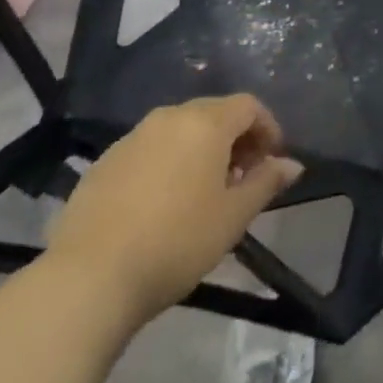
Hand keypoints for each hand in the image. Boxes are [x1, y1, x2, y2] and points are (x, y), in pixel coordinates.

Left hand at [44, 94, 302, 324]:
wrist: (89, 276)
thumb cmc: (176, 243)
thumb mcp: (232, 217)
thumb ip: (265, 183)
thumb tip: (292, 164)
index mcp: (206, 122)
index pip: (248, 106)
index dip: (267, 128)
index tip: (272, 161)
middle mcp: (171, 116)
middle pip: (214, 113)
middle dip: (235, 139)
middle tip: (242, 179)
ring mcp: (134, 136)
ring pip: (180, 130)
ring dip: (201, 150)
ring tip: (203, 193)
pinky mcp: (106, 160)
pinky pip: (150, 148)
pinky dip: (168, 162)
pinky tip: (163, 203)